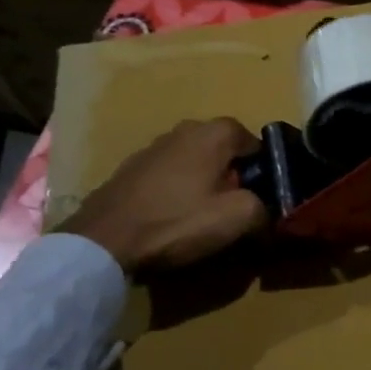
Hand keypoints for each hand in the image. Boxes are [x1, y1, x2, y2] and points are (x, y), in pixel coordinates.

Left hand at [59, 117, 266, 273]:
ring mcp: (153, 146)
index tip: (260, 198)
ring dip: (202, 184)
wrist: (103, 240)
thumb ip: (263, 209)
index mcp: (215, 132)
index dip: (262, 172)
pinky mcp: (130, 168)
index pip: (255, 143)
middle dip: (231, 177)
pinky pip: (168, 176)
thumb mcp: (236, 218)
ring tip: (199, 218)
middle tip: (231, 209)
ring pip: (195, 163)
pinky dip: (175, 192)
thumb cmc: (177, 221)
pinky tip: (169, 219)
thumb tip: (267, 213)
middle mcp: (185, 129)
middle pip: (223, 152)